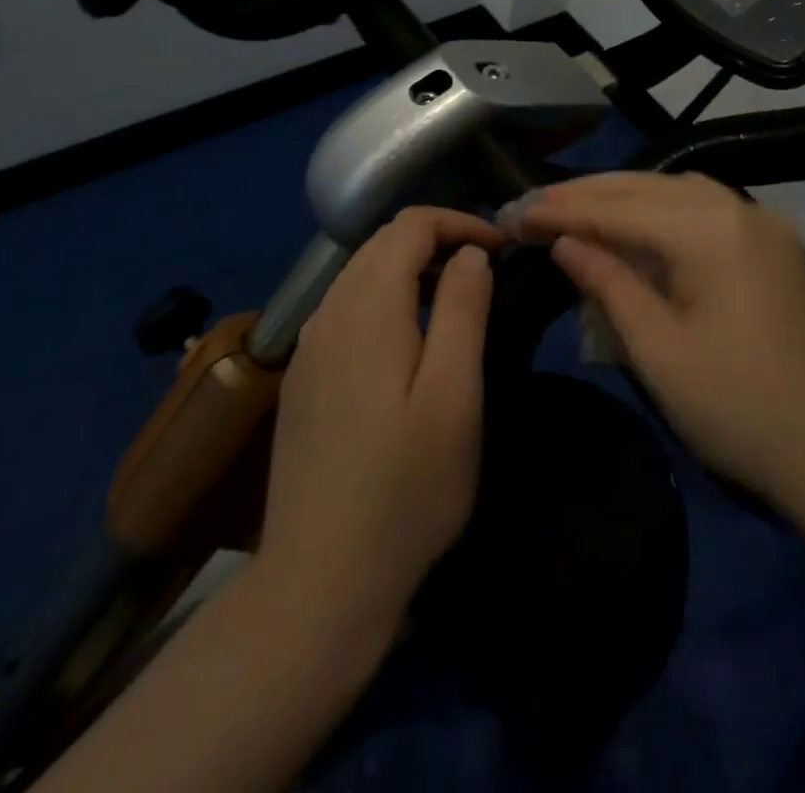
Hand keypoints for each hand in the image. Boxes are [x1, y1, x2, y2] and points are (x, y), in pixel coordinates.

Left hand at [258, 207, 504, 638]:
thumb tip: (471, 253)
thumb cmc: (406, 487)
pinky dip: (385, 298)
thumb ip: (464, 309)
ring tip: (457, 299)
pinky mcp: (303, 379)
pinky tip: (410, 341)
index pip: (410, 225)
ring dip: (411, 268)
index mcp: (366, 308)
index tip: (502, 249)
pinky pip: (346, 309)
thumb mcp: (455, 394)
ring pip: (360, 274)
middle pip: (381, 243)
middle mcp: (328, 313)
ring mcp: (308, 348)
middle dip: (438, 239)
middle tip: (487, 268)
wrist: (319, 581)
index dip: (460, 222)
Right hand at [508, 172, 804, 511]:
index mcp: (708, 229)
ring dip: (626, 195)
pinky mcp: (775, 246)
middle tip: (536, 206)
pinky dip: (663, 209)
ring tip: (579, 208)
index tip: (516, 214)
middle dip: (589, 194)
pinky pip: (707, 208)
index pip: (619, 207)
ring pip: (679, 189)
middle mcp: (738, 208)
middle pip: (648, 186)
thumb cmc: (738, 407)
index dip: (564, 211)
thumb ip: (609, 283)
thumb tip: (567, 242)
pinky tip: (640, 224)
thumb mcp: (659, 350)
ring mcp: (763, 224)